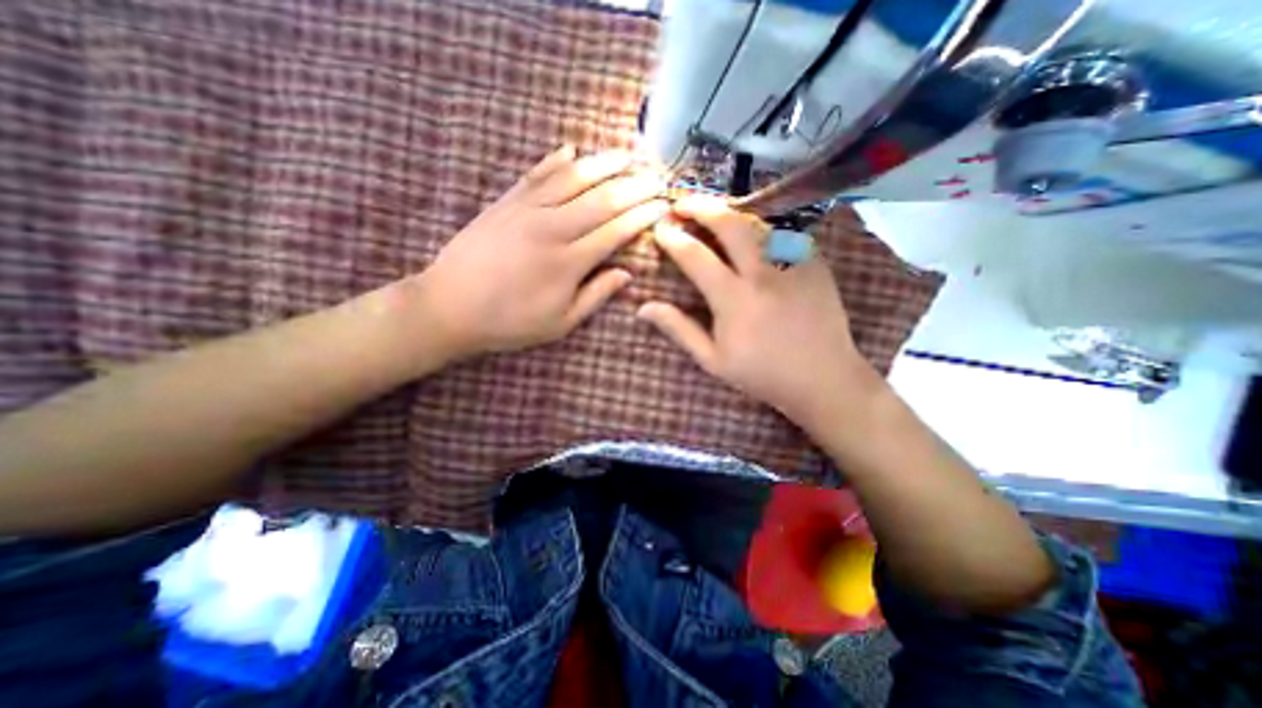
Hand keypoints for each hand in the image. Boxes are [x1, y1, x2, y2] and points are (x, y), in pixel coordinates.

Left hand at [416, 146, 668, 358]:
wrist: (449, 307)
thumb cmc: (509, 322)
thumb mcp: (560, 322)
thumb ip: (595, 296)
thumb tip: (626, 275)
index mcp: (570, 261)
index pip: (616, 230)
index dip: (642, 216)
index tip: (662, 205)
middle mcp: (553, 228)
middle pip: (602, 199)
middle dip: (634, 185)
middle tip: (656, 175)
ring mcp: (527, 210)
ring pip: (572, 178)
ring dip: (603, 163)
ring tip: (626, 153)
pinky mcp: (505, 203)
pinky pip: (535, 175)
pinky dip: (555, 160)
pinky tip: (571, 149)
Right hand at [643, 192, 879, 428]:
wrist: (822, 378)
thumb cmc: (762, 373)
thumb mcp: (713, 359)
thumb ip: (679, 329)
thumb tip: (643, 308)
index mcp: (733, 299)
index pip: (695, 256)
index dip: (673, 238)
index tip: (661, 228)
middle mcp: (762, 273)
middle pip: (729, 223)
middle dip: (701, 206)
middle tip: (683, 204)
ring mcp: (793, 264)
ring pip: (758, 222)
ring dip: (730, 213)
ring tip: (713, 215)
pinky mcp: (814, 263)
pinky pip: (783, 233)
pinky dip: (760, 228)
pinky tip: (751, 235)